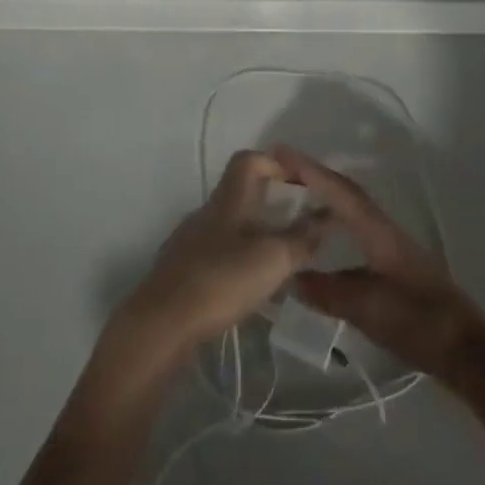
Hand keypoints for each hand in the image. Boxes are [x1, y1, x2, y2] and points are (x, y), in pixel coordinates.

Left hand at [110, 150, 322, 364]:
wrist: (160, 324)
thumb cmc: (220, 281)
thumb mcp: (272, 259)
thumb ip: (301, 238)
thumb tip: (324, 217)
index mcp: (227, 201)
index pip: (248, 160)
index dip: (276, 163)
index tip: (301, 184)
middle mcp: (206, 213)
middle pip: (241, 194)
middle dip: (272, 205)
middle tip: (300, 227)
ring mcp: (189, 241)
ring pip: (230, 226)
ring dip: (256, 236)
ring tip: (280, 262)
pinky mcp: (181, 270)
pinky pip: (217, 253)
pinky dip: (238, 260)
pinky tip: (249, 288)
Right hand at [277, 147, 484, 395]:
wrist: (468, 351)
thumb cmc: (420, 323)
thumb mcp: (370, 309)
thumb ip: (329, 291)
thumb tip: (291, 278)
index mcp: (379, 233)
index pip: (339, 191)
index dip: (309, 170)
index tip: (279, 152)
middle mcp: (385, 232)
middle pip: (347, 194)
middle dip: (315, 178)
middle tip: (281, 171)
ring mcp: (392, 250)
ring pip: (352, 213)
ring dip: (325, 200)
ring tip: (295, 201)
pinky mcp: (395, 269)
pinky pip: (357, 234)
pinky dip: (335, 228)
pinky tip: (321, 246)